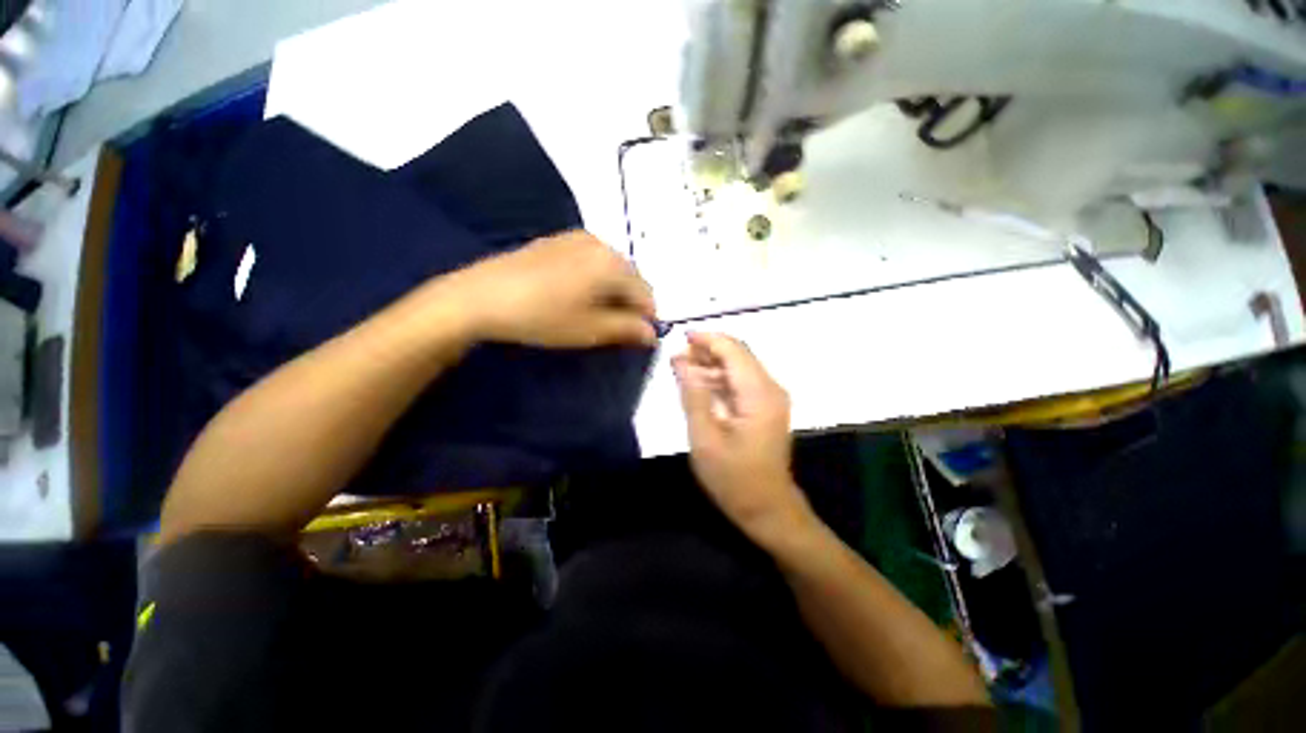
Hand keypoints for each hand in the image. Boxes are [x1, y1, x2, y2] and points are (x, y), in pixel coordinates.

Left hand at [450, 230, 657, 347]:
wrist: (481, 296)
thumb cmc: (542, 316)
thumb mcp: (590, 329)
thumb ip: (628, 330)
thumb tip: (653, 334)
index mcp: (613, 263)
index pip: (646, 294)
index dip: (646, 319)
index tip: (636, 338)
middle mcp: (601, 243)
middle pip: (630, 278)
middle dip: (629, 303)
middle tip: (612, 328)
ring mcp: (577, 238)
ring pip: (611, 269)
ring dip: (612, 292)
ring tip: (591, 313)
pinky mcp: (558, 240)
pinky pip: (591, 261)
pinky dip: (594, 279)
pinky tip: (574, 296)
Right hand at [672, 332, 814, 543]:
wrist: (767, 509)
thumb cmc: (734, 478)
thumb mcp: (705, 438)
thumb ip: (693, 395)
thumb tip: (681, 361)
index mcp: (759, 394)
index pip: (733, 350)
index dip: (707, 339)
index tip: (680, 338)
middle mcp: (770, 389)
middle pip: (738, 355)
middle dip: (707, 351)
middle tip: (676, 358)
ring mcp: (770, 398)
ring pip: (739, 367)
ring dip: (711, 364)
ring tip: (681, 369)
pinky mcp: (765, 407)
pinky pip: (741, 382)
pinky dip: (719, 379)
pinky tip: (699, 386)